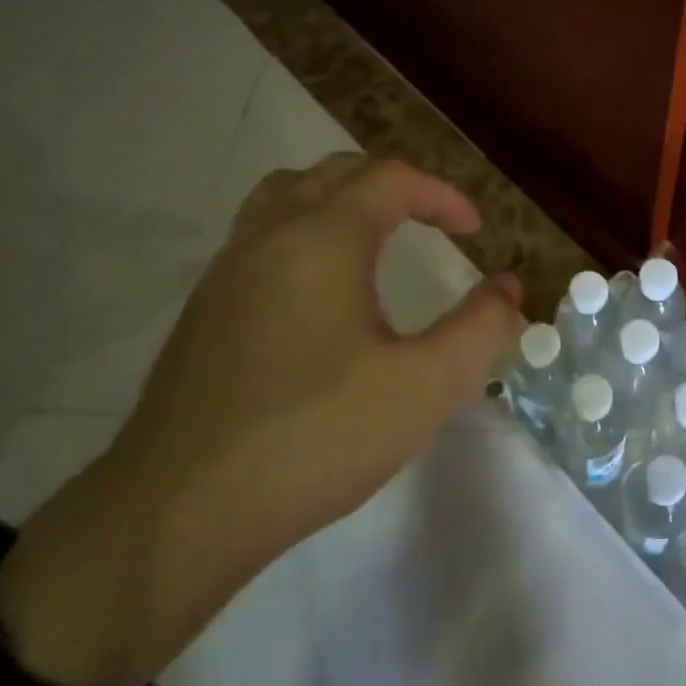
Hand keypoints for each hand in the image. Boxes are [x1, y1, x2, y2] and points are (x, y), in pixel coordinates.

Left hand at [0, 155, 522, 685]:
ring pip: (286, 197)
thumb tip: (507, 288)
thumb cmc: (314, 437)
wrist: (178, 511)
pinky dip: (304, 232)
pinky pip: (260, 237)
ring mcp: (226, 272)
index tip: (475, 230)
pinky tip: (320, 292)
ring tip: (376, 237)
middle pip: (334, 174)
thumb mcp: (423, 386)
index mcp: (321, 239)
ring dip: (340, 200)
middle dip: (393, 186)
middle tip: (432, 222)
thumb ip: (479, 329)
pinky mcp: (204, 311)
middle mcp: (267, 236)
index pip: (390, 180)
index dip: (441, 195)